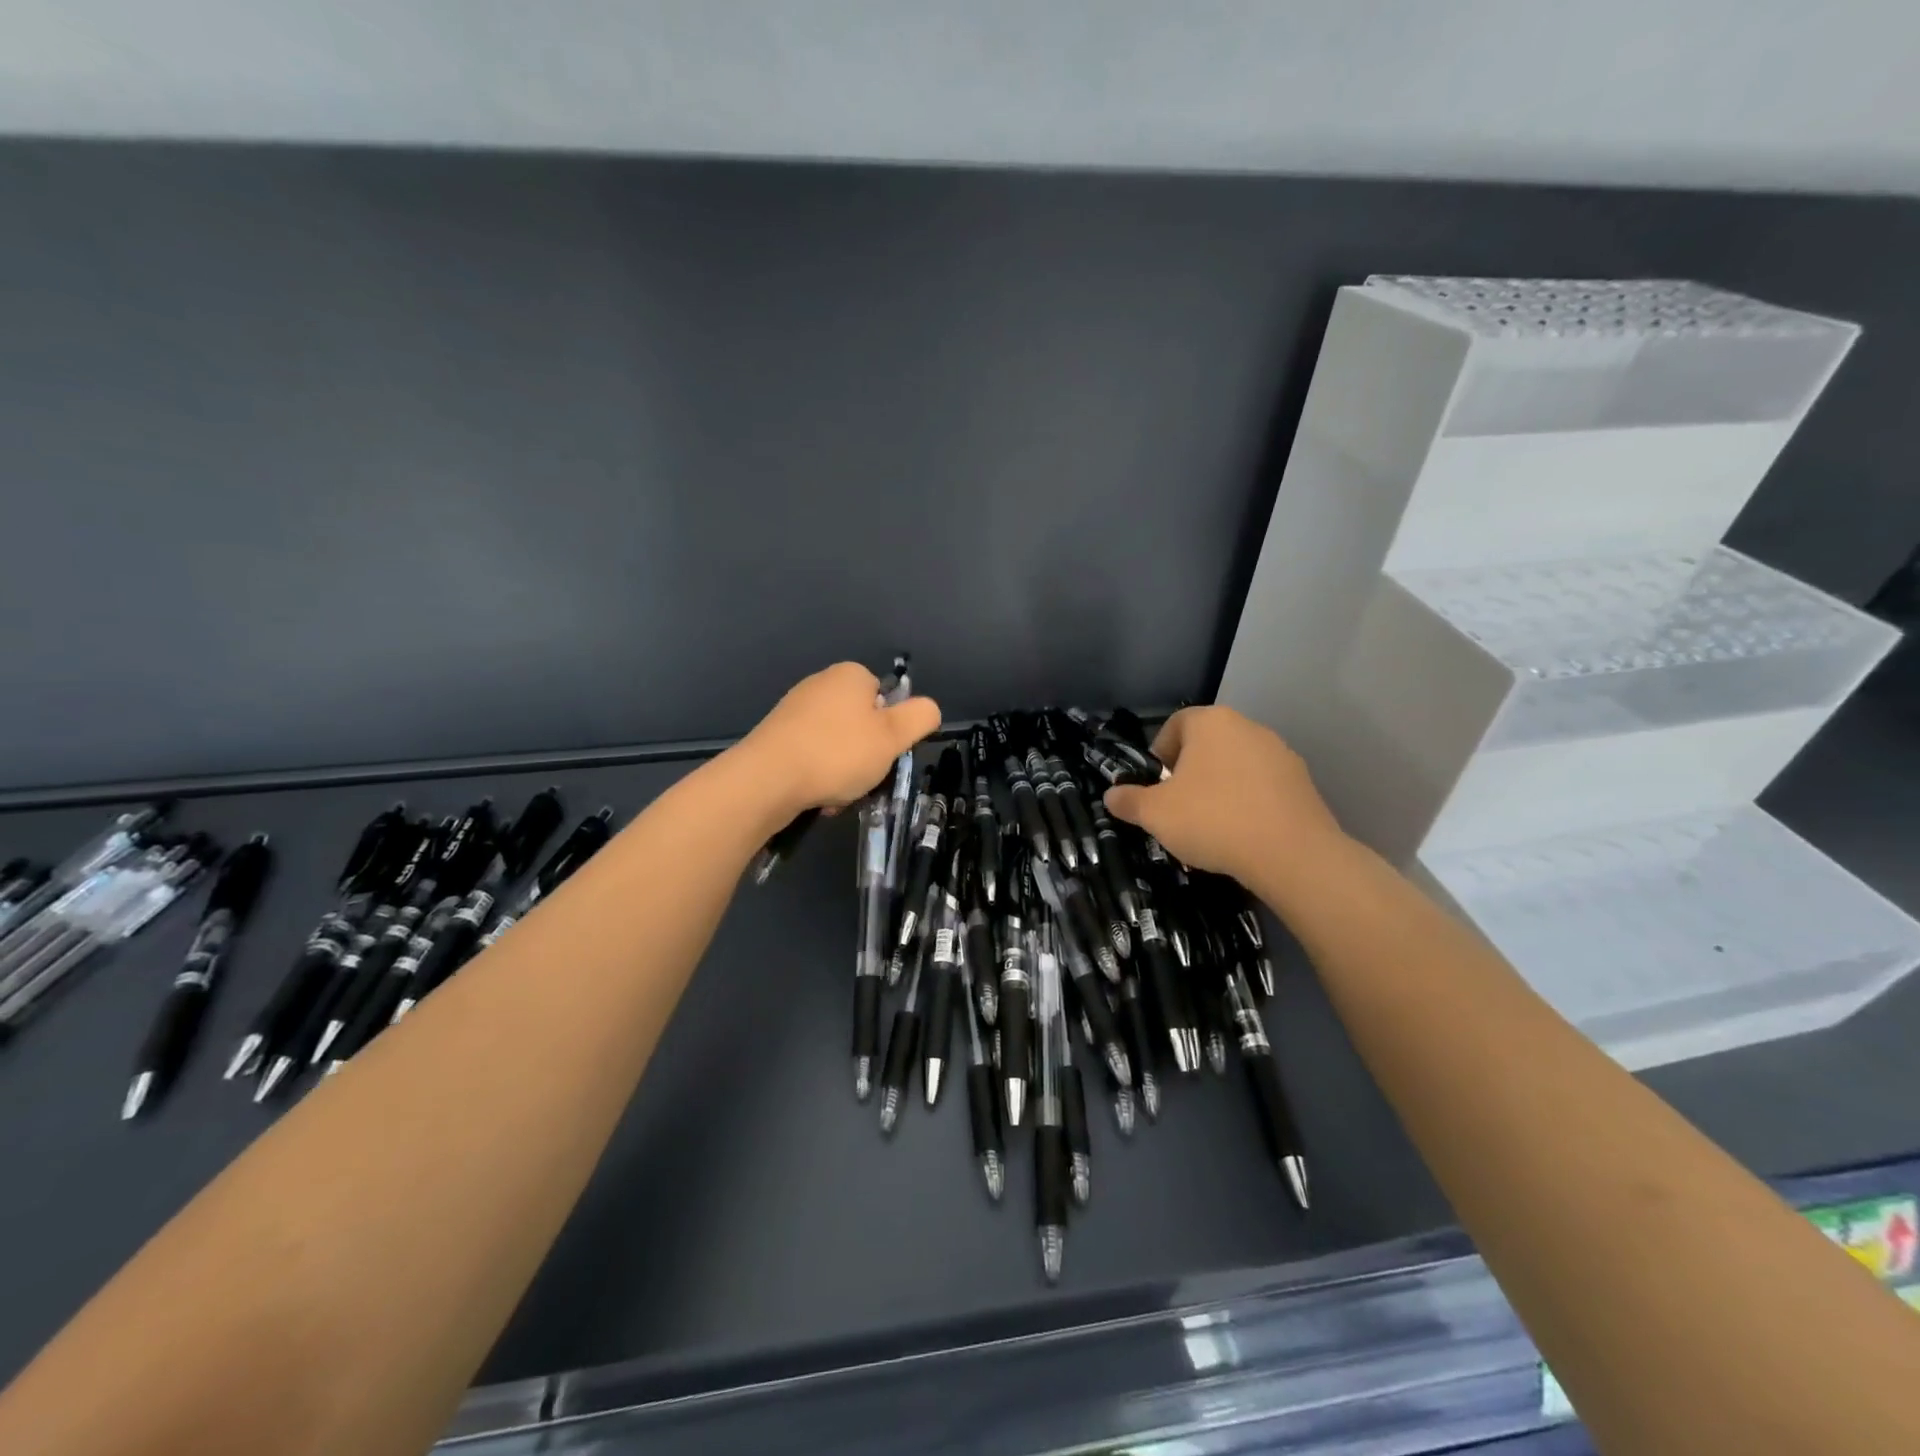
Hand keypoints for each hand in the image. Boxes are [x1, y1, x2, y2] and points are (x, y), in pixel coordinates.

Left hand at [739, 662, 941, 816]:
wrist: (766, 780)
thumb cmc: (838, 753)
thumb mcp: (894, 736)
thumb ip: (920, 717)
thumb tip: (929, 708)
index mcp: (850, 675)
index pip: (886, 698)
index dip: (891, 729)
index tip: (885, 754)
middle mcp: (821, 684)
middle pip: (861, 723)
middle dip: (867, 755)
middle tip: (864, 778)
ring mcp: (794, 710)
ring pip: (837, 745)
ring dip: (844, 771)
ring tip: (838, 794)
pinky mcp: (776, 737)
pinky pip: (812, 756)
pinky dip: (819, 776)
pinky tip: (816, 797)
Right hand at [1103, 707, 1346, 889]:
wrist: (1291, 854)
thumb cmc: (1213, 820)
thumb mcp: (1155, 814)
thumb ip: (1129, 801)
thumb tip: (1111, 796)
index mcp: (1211, 722)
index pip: (1175, 725)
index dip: (1159, 753)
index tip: (1156, 786)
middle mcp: (1248, 727)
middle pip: (1208, 743)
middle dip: (1190, 771)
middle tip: (1178, 806)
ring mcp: (1280, 753)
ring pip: (1237, 764)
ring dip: (1221, 786)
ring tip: (1212, 823)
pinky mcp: (1303, 781)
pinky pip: (1263, 785)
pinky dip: (1249, 801)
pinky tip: (1243, 832)